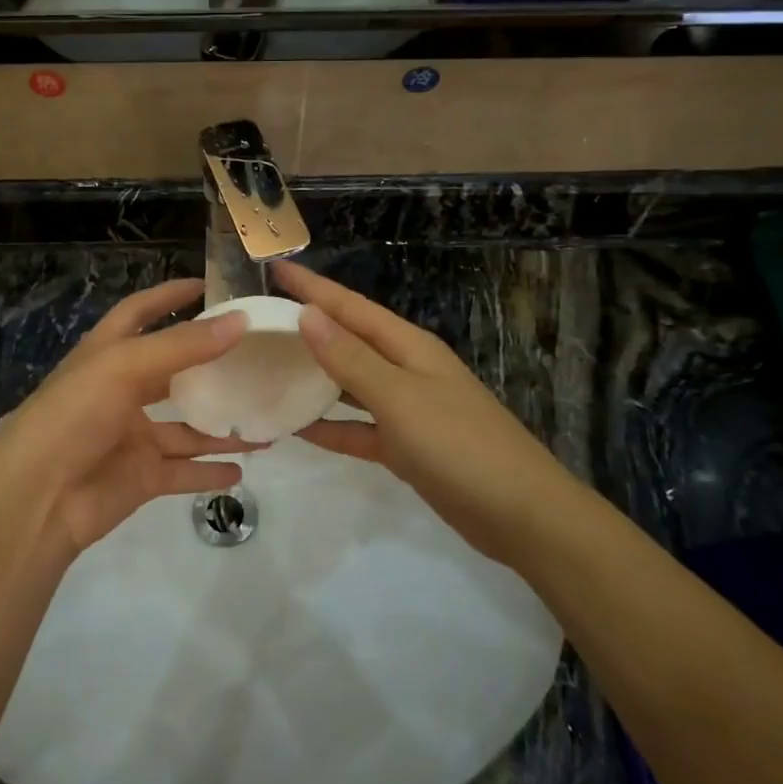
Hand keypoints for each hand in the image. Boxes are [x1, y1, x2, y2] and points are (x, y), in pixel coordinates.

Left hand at [0, 279, 258, 557]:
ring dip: (222, 425)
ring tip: (266, 420)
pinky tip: (241, 467)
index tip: (208, 285)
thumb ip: (183, 346)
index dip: (169, 296)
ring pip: (187, 426)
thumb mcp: (125, 367)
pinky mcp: (141, 476)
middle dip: (210, 364)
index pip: (140, 312)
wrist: (37, 499)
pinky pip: (184, 470)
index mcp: (108, 354)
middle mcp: (121, 391)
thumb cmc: (74, 415)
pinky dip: (210, 471)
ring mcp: (132, 436)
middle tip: (256, 355)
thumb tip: (240, 320)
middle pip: (173, 371)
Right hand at [272, 262, 584, 563]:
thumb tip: (308, 314)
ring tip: (270, 368)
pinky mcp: (405, 447)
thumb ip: (351, 359)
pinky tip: (296, 428)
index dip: (313, 288)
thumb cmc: (459, 445)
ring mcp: (407, 410)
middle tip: (262, 320)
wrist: (520, 514)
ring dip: (315, 376)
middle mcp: (406, 370)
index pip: (351, 307)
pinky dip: (330, 427)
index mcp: (409, 347)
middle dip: (309, 327)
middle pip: (349, 340)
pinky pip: (358, 429)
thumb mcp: (400, 397)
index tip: (275, 269)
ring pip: (350, 384)